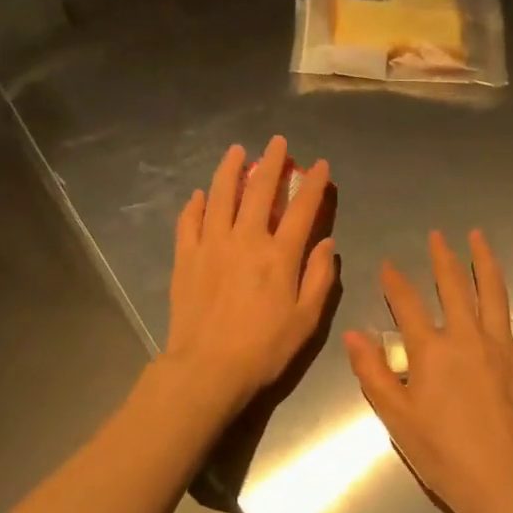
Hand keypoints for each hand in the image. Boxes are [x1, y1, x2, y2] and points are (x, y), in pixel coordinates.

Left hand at [165, 137, 335, 413]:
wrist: (207, 368)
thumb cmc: (264, 348)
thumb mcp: (307, 319)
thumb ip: (319, 277)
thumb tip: (325, 243)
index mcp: (279, 255)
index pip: (301, 209)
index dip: (314, 184)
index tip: (320, 166)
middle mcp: (245, 240)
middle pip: (259, 191)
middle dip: (271, 163)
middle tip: (278, 143)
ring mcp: (211, 245)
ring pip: (221, 196)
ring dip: (230, 170)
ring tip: (237, 152)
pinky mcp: (186, 258)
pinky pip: (189, 222)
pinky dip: (196, 205)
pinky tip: (201, 195)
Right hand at [344, 229, 512, 512]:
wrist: (499, 481)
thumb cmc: (441, 453)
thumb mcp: (395, 416)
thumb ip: (372, 372)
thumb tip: (352, 334)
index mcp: (430, 351)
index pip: (407, 305)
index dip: (395, 282)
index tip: (389, 265)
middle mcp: (466, 337)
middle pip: (453, 288)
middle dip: (442, 259)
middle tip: (437, 236)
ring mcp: (503, 346)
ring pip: (494, 293)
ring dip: (485, 262)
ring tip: (478, 237)